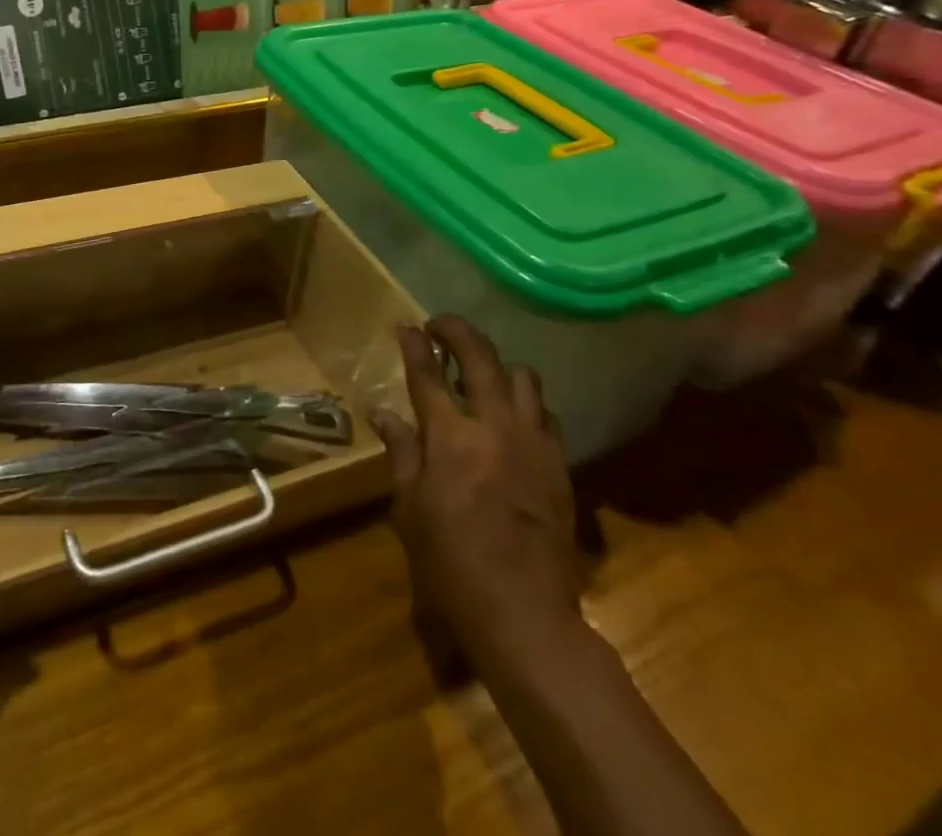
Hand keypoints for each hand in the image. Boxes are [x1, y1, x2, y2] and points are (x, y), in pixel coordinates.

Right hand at [369, 315, 581, 673]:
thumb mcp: (409, 510)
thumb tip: (381, 412)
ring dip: (498, 366)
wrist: (526, 617)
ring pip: (523, 377)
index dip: (415, 344)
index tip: (406, 325)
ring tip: (481, 375)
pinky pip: (546, 414)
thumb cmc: (451, 565)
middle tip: (440, 325)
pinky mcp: (560, 465)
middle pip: (480, 357)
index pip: (428, 374)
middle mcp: (494, 427)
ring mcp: (533, 443)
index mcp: (450, 438)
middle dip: (457, 331)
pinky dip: (526, 404)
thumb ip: (400, 452)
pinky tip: (514, 418)